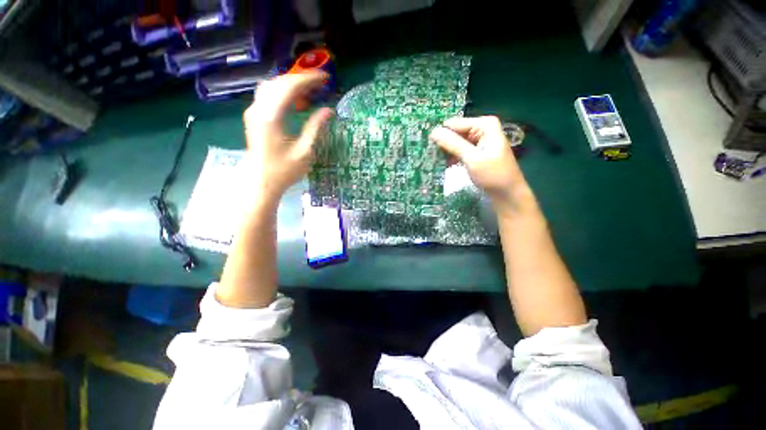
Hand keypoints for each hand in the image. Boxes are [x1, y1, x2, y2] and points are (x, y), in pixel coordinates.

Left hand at [243, 71, 333, 204]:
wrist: (261, 183)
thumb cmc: (284, 171)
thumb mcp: (305, 151)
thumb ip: (315, 127)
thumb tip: (328, 110)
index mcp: (271, 117)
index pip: (289, 87)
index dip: (308, 79)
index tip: (325, 78)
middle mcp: (259, 109)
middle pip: (279, 83)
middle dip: (301, 79)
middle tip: (320, 83)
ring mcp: (254, 112)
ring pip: (272, 87)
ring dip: (291, 85)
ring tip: (310, 91)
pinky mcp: (254, 118)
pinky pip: (268, 96)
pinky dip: (283, 93)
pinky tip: (295, 101)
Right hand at [430, 116, 527, 212]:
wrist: (507, 194)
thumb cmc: (493, 175)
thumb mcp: (472, 159)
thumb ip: (453, 144)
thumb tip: (433, 132)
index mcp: (484, 124)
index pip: (454, 124)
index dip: (441, 134)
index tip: (427, 146)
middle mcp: (482, 128)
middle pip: (455, 132)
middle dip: (444, 143)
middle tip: (430, 155)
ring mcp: (480, 140)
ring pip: (456, 142)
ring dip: (447, 151)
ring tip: (435, 161)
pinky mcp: (477, 151)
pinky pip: (460, 149)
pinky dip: (453, 156)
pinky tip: (446, 164)